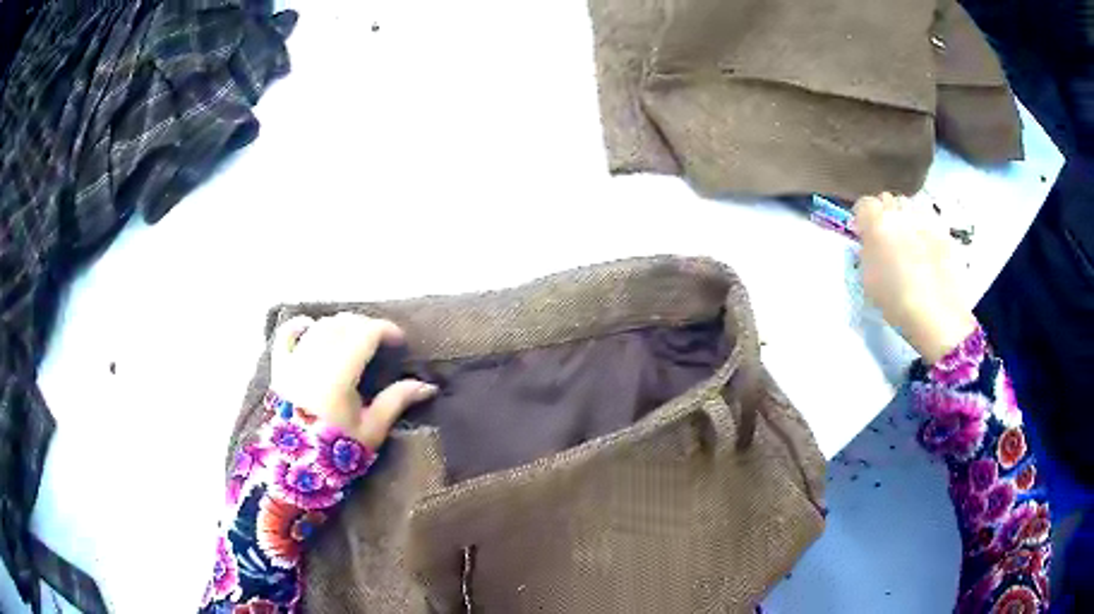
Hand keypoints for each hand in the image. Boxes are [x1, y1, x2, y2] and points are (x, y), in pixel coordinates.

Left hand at [270, 313, 436, 447]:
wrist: (296, 465)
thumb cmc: (337, 449)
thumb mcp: (372, 429)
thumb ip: (396, 401)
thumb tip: (428, 386)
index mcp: (340, 372)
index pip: (366, 332)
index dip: (386, 329)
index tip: (400, 341)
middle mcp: (316, 357)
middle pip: (344, 323)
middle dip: (366, 326)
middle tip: (380, 342)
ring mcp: (295, 359)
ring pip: (320, 325)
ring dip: (340, 325)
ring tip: (352, 338)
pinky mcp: (280, 366)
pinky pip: (286, 334)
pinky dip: (300, 325)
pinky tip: (311, 327)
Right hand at [853, 193, 976, 364]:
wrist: (937, 315)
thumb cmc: (896, 301)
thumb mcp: (868, 280)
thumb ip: (867, 253)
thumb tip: (870, 242)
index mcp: (877, 222)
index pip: (863, 204)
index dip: (863, 219)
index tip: (865, 236)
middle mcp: (900, 213)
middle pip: (889, 200)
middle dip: (887, 215)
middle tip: (888, 240)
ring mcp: (925, 220)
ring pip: (911, 209)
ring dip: (907, 221)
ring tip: (910, 247)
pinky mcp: (944, 232)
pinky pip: (929, 225)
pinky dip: (925, 235)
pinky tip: (928, 257)